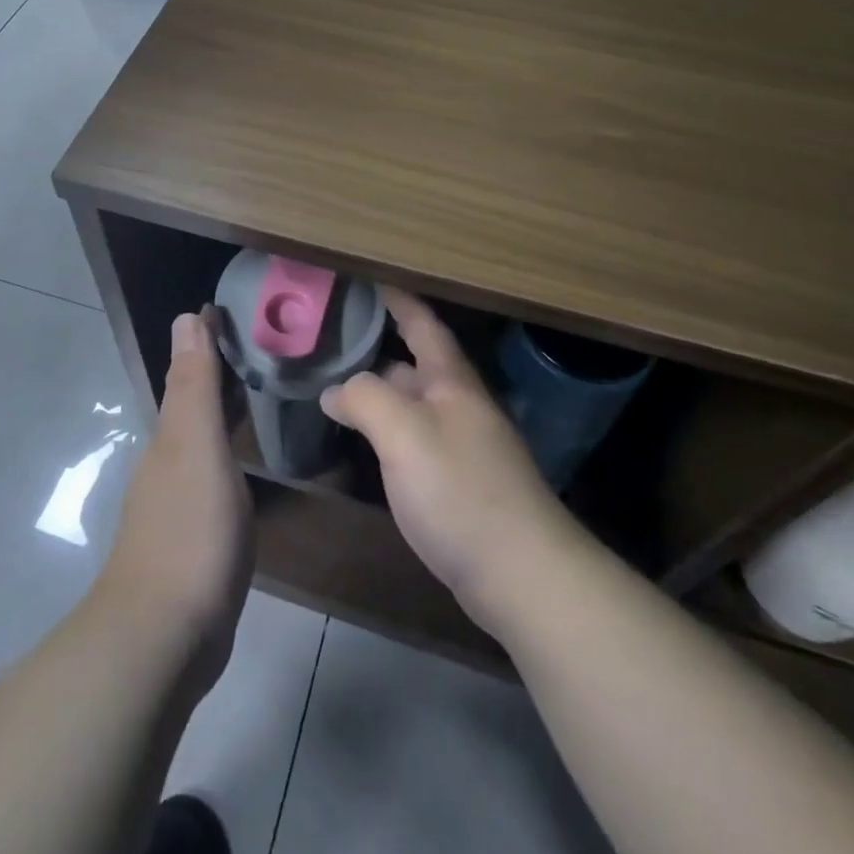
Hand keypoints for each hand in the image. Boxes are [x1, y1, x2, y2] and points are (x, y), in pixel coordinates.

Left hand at [96, 309, 252, 687]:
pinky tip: (244, 462)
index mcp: (171, 435)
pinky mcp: (193, 536)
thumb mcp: (196, 448)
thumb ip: (195, 385)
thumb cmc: (189, 531)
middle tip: (261, 347)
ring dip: (222, 411)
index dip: (209, 340)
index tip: (234, 311)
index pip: (191, 371)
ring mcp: (177, 500)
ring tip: (258, 392)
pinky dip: (228, 451)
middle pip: (194, 402)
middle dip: (218, 371)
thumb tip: (186, 316)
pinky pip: (213, 473)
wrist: (163, 637)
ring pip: (201, 437)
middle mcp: (168, 460)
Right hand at [320, 290, 578, 632]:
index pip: (423, 324)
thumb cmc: (460, 490)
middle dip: (377, 350)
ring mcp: (462, 446)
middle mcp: (460, 406)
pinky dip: (387, 432)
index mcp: (452, 382)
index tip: (369, 280)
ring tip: (334, 389)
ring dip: (379, 394)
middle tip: (331, 342)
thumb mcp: (404, 434)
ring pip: (413, 405)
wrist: (522, 574)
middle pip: (415, 366)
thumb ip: (365, 399)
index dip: (398, 300)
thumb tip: (335, 390)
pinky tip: (366, 443)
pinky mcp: (459, 484)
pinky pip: (415, 441)